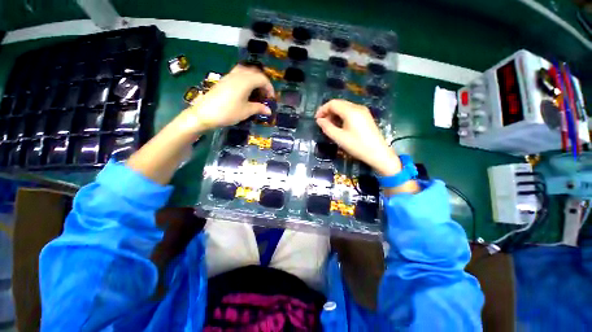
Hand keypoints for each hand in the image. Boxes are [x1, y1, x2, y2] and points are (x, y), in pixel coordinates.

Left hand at [180, 65, 274, 132]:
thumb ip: (259, 108)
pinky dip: (246, 80)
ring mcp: (229, 76)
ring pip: (246, 72)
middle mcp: (238, 75)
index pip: (262, 79)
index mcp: (245, 81)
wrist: (204, 113)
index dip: (269, 88)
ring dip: (254, 79)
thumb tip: (269, 111)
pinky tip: (245, 91)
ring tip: (256, 92)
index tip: (271, 98)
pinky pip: (238, 75)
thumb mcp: (246, 111)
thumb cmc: (228, 112)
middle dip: (262, 82)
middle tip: (265, 94)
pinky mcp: (224, 80)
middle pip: (254, 73)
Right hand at [315, 100, 400, 175]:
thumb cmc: (357, 146)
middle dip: (328, 112)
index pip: (332, 103)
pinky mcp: (366, 117)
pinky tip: (340, 126)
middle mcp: (357, 107)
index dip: (322, 110)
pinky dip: (342, 116)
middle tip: (322, 123)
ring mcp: (363, 111)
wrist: (378, 153)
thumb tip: (319, 120)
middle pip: (339, 104)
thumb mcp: (339, 138)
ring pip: (344, 108)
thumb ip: (327, 127)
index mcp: (350, 111)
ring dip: (335, 114)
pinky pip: (350, 112)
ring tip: (330, 126)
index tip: (316, 120)